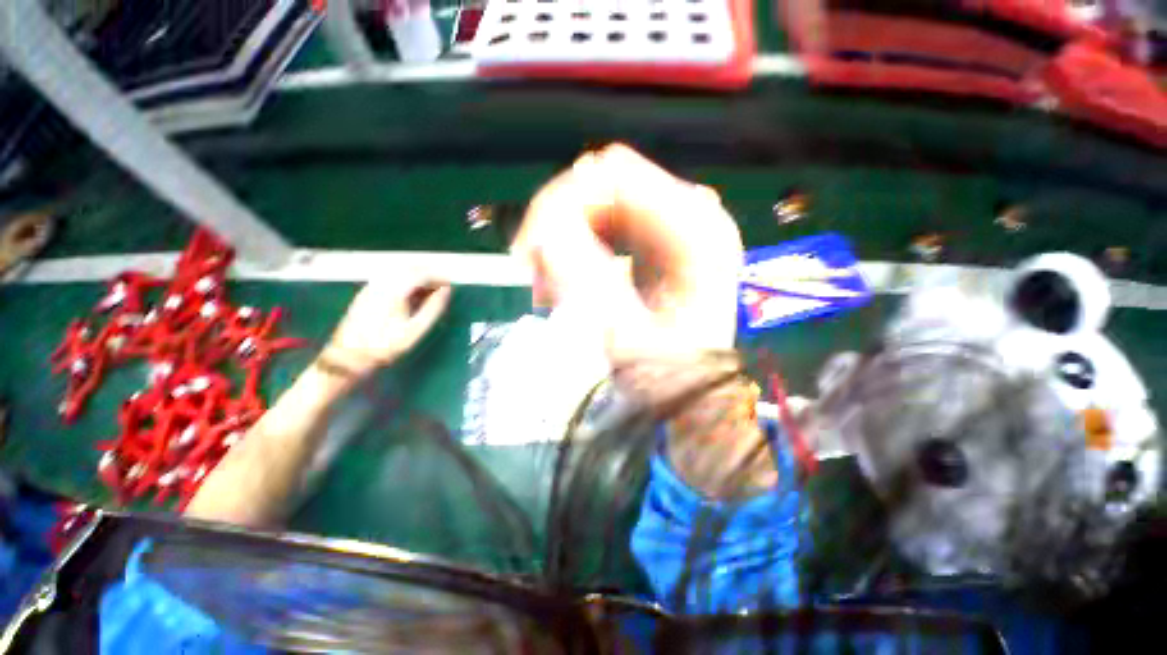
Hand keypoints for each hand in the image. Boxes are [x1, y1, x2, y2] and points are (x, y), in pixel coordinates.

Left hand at [319, 277, 451, 378]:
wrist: (348, 357)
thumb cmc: (386, 345)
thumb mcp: (416, 329)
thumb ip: (434, 307)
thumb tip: (447, 290)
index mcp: (395, 290)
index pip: (421, 273)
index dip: (438, 277)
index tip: (451, 285)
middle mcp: (381, 282)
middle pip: (409, 268)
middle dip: (428, 275)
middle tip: (442, 288)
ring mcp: (371, 286)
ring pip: (399, 272)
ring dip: (417, 278)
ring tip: (429, 292)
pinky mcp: (366, 293)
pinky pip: (389, 278)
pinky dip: (405, 282)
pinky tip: (410, 295)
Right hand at [513, 144, 742, 366]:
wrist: (693, 392)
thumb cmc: (669, 375)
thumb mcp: (624, 336)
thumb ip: (584, 280)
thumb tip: (543, 231)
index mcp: (698, 230)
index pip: (615, 177)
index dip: (560, 202)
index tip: (526, 251)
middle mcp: (693, 213)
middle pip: (606, 182)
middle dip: (559, 220)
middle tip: (532, 271)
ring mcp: (677, 224)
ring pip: (601, 200)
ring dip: (564, 234)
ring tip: (549, 284)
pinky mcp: (659, 239)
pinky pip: (607, 221)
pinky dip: (578, 243)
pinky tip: (567, 277)